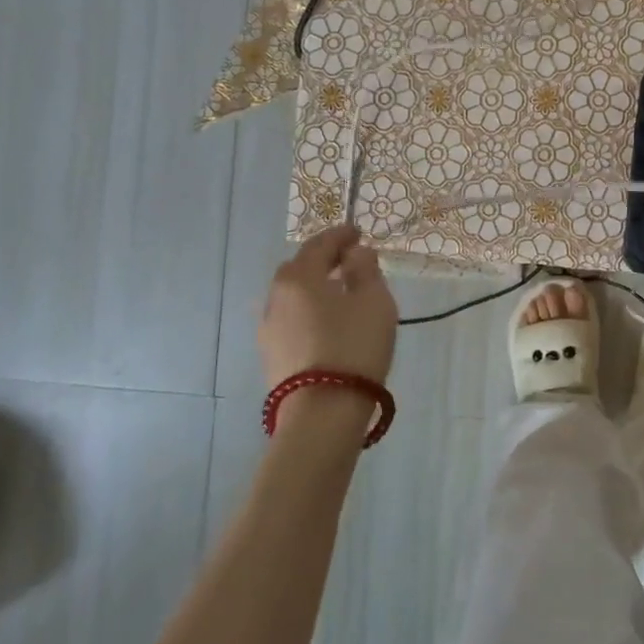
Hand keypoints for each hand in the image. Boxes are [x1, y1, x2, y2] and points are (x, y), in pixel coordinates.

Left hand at [259, 224, 397, 386]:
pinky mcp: (271, 355)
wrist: (321, 412)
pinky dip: (308, 311)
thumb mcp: (374, 302)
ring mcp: (268, 329)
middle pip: (299, 268)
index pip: (319, 245)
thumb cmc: (354, 346)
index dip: (340, 235)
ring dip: (314, 288)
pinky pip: (291, 319)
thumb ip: (365, 270)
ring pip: (292, 296)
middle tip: (349, 261)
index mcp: (299, 277)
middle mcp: (276, 297)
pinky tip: (327, 323)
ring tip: (341, 294)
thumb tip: (356, 253)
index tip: (357, 231)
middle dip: (323, 260)